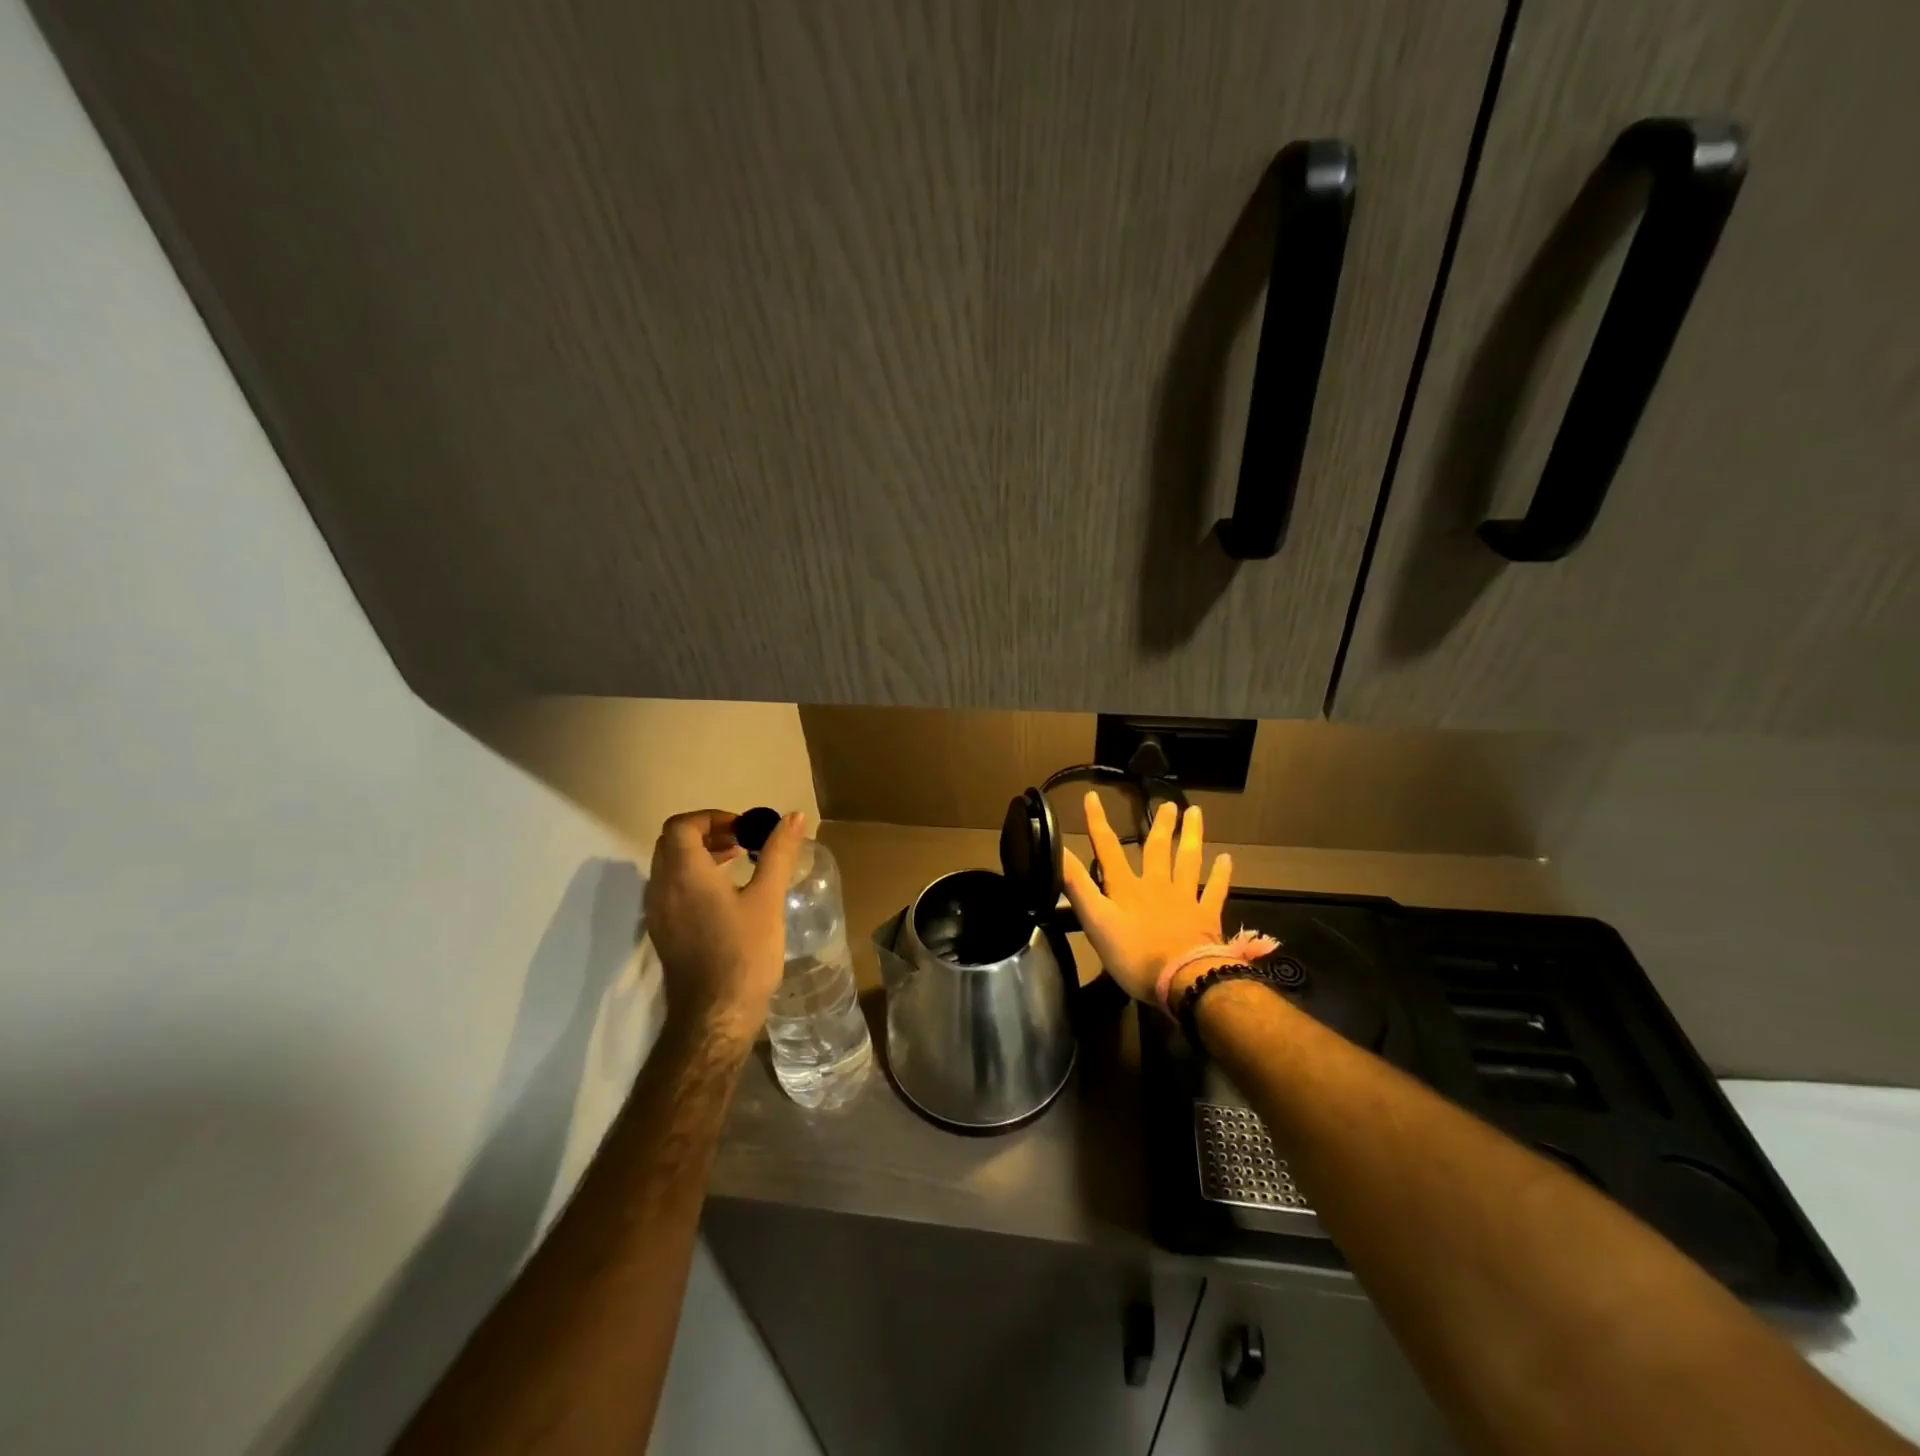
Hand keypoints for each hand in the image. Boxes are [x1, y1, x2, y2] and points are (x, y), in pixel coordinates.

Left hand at [644, 808, 805, 1044]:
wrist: (715, 1015)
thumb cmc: (744, 952)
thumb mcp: (767, 898)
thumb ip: (778, 853)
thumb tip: (793, 817)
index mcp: (684, 873)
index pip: (683, 825)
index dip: (712, 818)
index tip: (744, 829)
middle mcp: (662, 887)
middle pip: (672, 842)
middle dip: (707, 833)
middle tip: (742, 841)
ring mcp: (658, 913)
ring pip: (669, 866)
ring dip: (699, 855)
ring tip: (736, 863)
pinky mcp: (663, 932)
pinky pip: (670, 889)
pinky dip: (693, 877)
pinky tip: (725, 896)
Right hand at [1062, 793, 1231, 1003]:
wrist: (1184, 979)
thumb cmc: (1134, 955)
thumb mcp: (1095, 921)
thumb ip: (1077, 886)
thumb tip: (1057, 851)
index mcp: (1126, 888)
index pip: (1107, 848)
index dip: (1097, 822)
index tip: (1092, 796)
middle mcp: (1156, 885)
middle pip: (1157, 849)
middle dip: (1159, 825)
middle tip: (1168, 803)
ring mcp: (1185, 899)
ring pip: (1188, 860)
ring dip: (1191, 836)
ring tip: (1195, 813)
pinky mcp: (1206, 917)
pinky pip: (1215, 890)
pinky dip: (1220, 874)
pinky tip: (1226, 859)